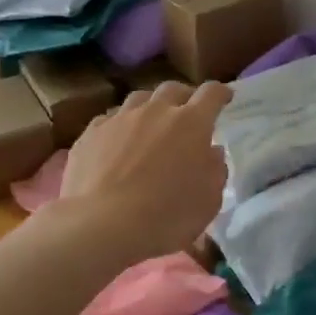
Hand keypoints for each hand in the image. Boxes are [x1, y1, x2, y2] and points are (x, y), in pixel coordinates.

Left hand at [59, 80, 231, 262]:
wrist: (101, 225)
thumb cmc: (166, 216)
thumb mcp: (208, 201)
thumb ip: (215, 171)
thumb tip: (212, 152)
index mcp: (191, 123)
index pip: (211, 94)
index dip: (221, 93)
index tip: (225, 97)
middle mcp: (156, 111)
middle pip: (173, 89)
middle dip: (184, 96)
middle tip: (187, 112)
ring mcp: (120, 119)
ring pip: (140, 99)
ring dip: (150, 107)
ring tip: (150, 124)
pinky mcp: (91, 133)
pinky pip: (110, 119)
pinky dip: (120, 125)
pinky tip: (117, 141)